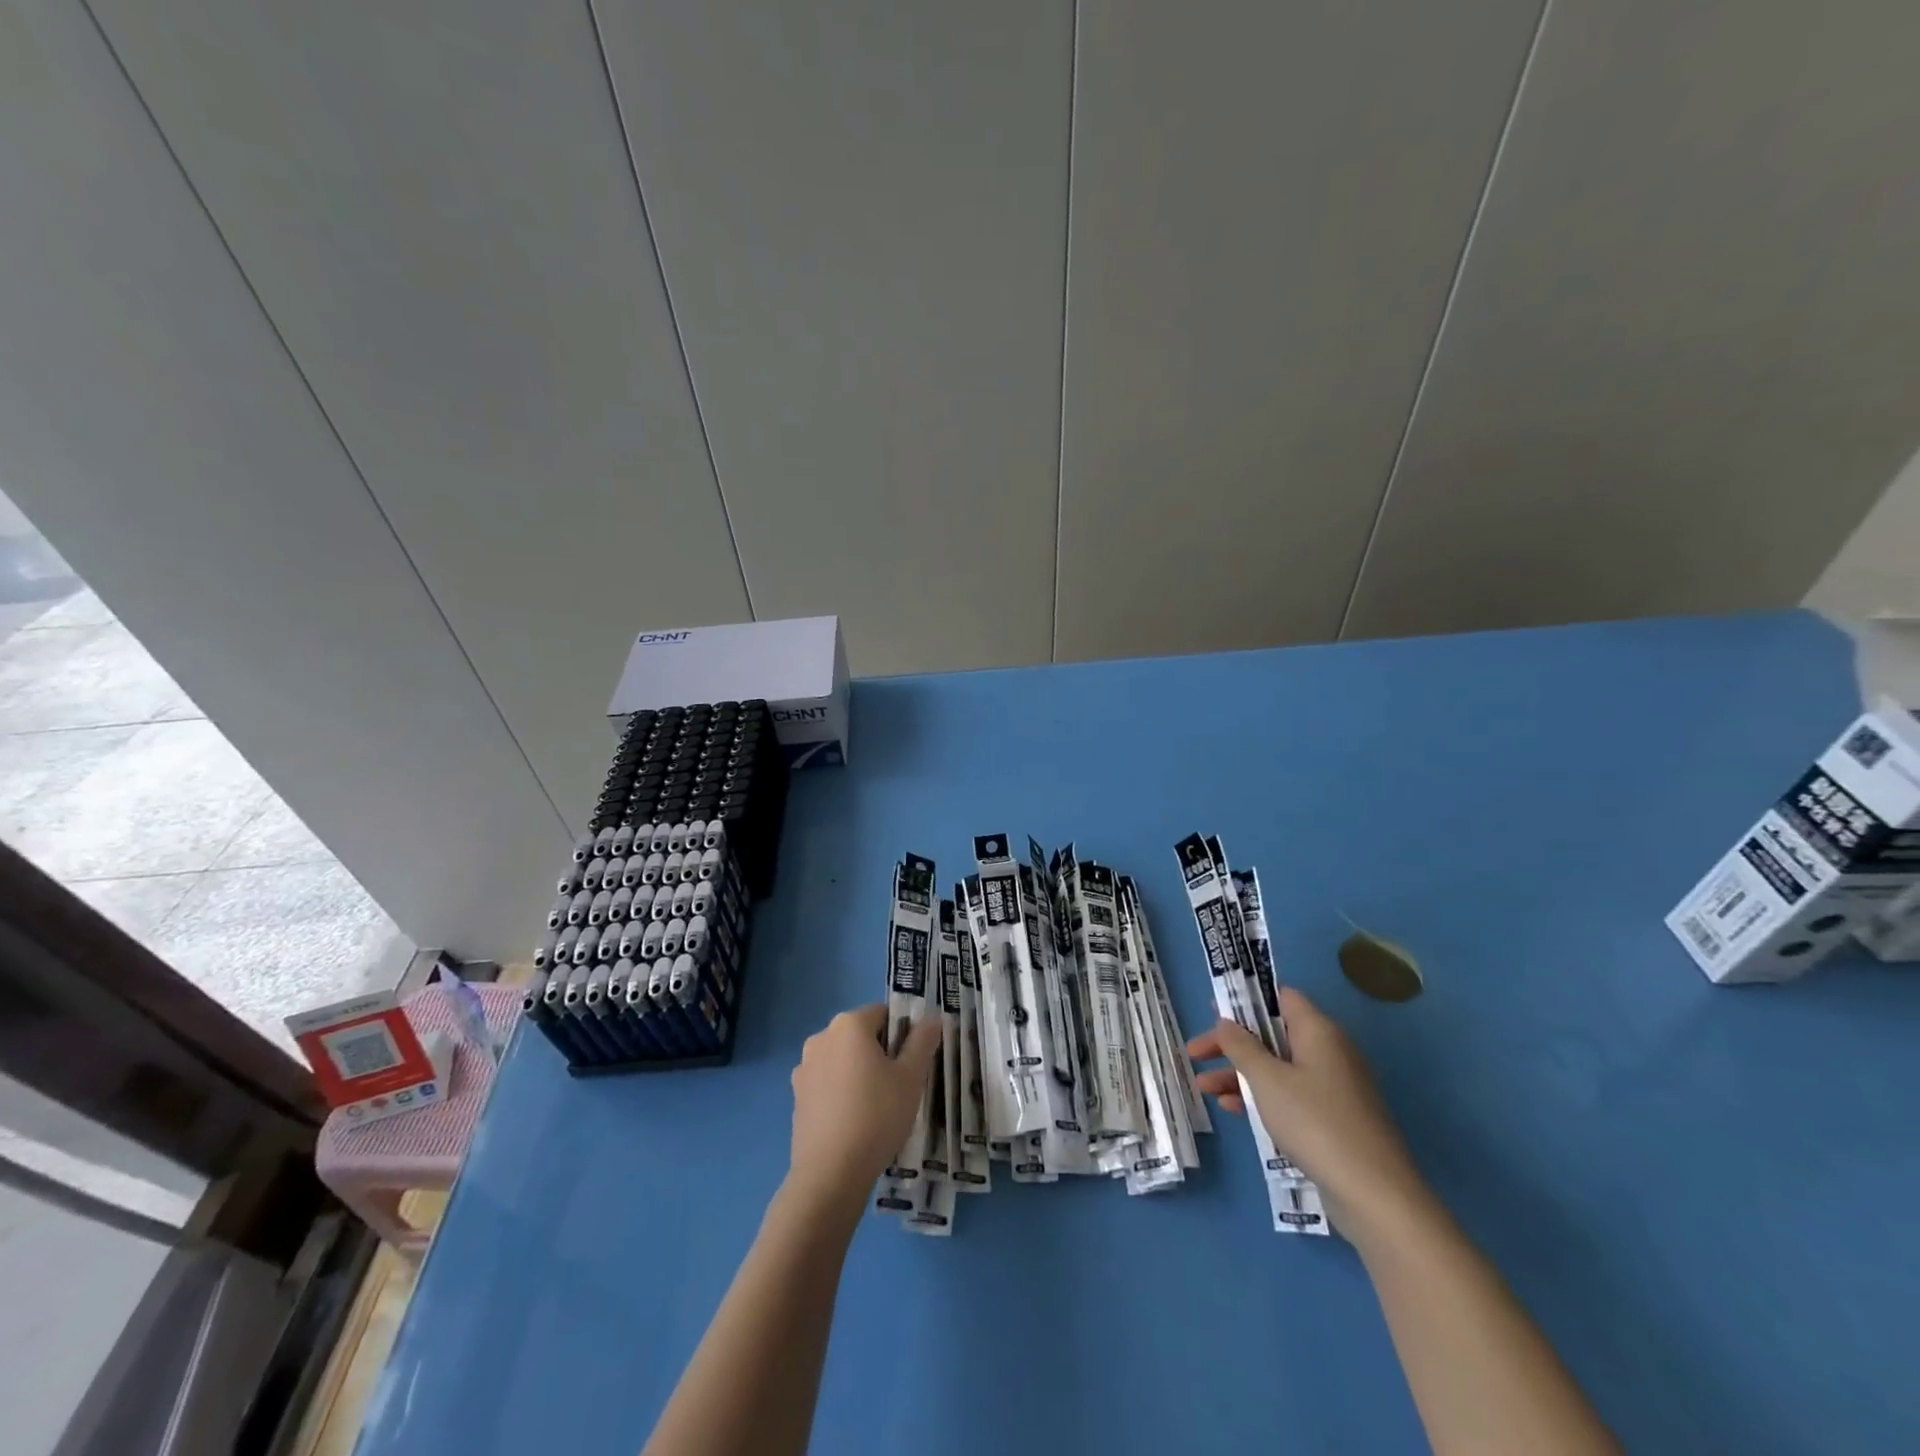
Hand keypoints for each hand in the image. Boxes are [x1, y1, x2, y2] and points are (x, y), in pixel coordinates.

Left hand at [787, 1004, 941, 1210]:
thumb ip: (922, 1042)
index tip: (910, 1064)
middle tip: (898, 1087)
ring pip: (843, 1060)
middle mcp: (822, 1037)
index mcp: (849, 1024)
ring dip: (859, 1073)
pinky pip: (827, 1083)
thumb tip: (932, 1018)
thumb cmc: (876, 1116)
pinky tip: (853, 1121)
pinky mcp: (796, 1096)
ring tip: (876, 1108)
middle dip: (880, 1054)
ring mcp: (804, 1067)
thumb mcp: (911, 1078)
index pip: (883, 1014)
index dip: (902, 1035)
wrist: (830, 1174)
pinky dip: (841, 1092)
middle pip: (860, 1035)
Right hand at [1187, 987, 1427, 1240]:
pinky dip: (1260, 1097)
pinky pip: (1289, 1095)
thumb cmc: (1315, 1123)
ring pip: (1277, 1068)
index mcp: (1318, 1031)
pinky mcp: (1333, 1119)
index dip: (1246, 999)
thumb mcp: (1267, 1080)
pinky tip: (1231, 1110)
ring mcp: (1332, 1087)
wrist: (1375, 1196)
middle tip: (1196, 1052)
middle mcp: (1328, 1052)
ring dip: (1239, 1073)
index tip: (1213, 1010)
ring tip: (1203, 1086)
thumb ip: (1241, 1046)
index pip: (1281, 998)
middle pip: (1272, 1034)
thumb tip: (1225, 1022)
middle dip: (1232, 1043)